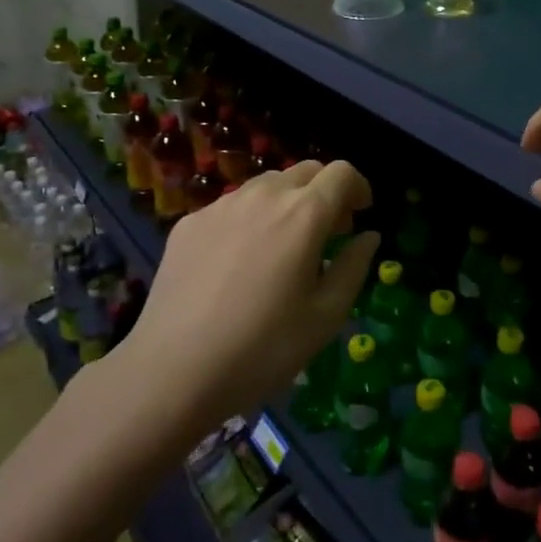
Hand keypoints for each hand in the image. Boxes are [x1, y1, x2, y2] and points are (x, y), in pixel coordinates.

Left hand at [125, 161, 379, 429]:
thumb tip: (367, 237)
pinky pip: (232, 207)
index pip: (342, 172)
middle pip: (306, 171)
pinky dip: (250, 219)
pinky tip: (239, 263)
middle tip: (327, 233)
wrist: (173, 371)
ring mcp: (222, 205)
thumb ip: (354, 267)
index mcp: (304, 214)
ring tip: (283, 246)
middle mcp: (264, 195)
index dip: (358, 188)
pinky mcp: (190, 223)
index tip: (359, 215)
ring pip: (267, 185)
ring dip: (287, 202)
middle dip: (325, 192)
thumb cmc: (263, 349)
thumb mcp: (326, 316)